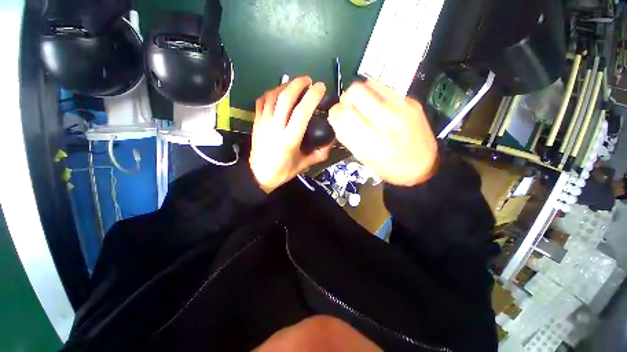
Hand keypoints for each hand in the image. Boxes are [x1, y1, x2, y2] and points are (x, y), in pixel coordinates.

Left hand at [250, 76, 331, 192]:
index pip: (302, 112)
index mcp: (289, 139)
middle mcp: (275, 127)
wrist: (258, 175)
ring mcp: (263, 123)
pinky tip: (278, 93)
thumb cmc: (282, 171)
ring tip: (294, 84)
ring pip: (273, 96)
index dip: (312, 96)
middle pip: (286, 97)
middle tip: (308, 80)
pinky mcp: (256, 122)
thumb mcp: (303, 165)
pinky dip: (271, 93)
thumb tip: (330, 142)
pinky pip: (262, 101)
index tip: (320, 87)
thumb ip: (318, 154)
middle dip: (298, 84)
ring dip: (285, 85)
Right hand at [328, 80, 437, 186]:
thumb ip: (348, 136)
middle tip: (351, 111)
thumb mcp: (365, 158)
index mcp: (373, 136)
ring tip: (364, 108)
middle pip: (355, 90)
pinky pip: (384, 88)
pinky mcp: (411, 100)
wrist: (425, 165)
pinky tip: (378, 108)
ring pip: (370, 84)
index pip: (343, 112)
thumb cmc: (391, 167)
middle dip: (347, 100)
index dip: (336, 113)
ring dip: (361, 95)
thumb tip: (337, 117)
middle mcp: (388, 115)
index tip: (339, 118)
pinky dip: (375, 95)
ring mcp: (402, 104)